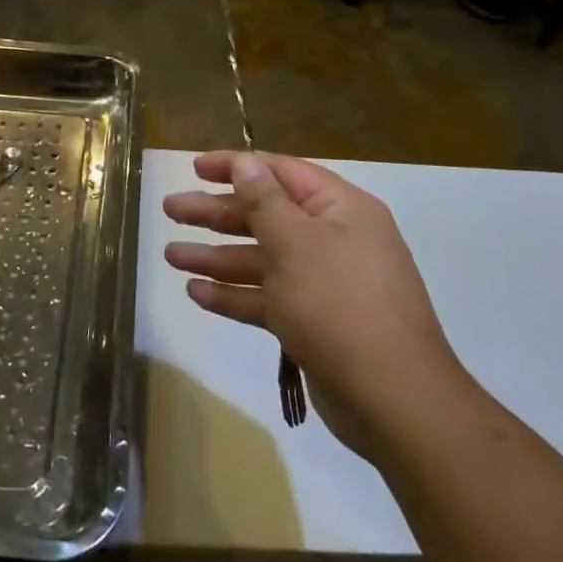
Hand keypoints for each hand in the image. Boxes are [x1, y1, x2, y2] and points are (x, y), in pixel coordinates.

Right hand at [164, 151, 468, 459]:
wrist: (392, 400)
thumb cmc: (340, 303)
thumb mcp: (296, 243)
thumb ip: (264, 200)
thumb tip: (245, 161)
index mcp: (340, 209)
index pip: (281, 172)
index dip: (236, 166)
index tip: (194, 167)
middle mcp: (333, 240)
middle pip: (265, 215)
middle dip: (216, 213)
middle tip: (170, 209)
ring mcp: (323, 284)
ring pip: (261, 259)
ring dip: (217, 256)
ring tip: (170, 254)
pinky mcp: (312, 323)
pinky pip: (266, 298)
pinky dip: (233, 294)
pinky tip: (195, 293)